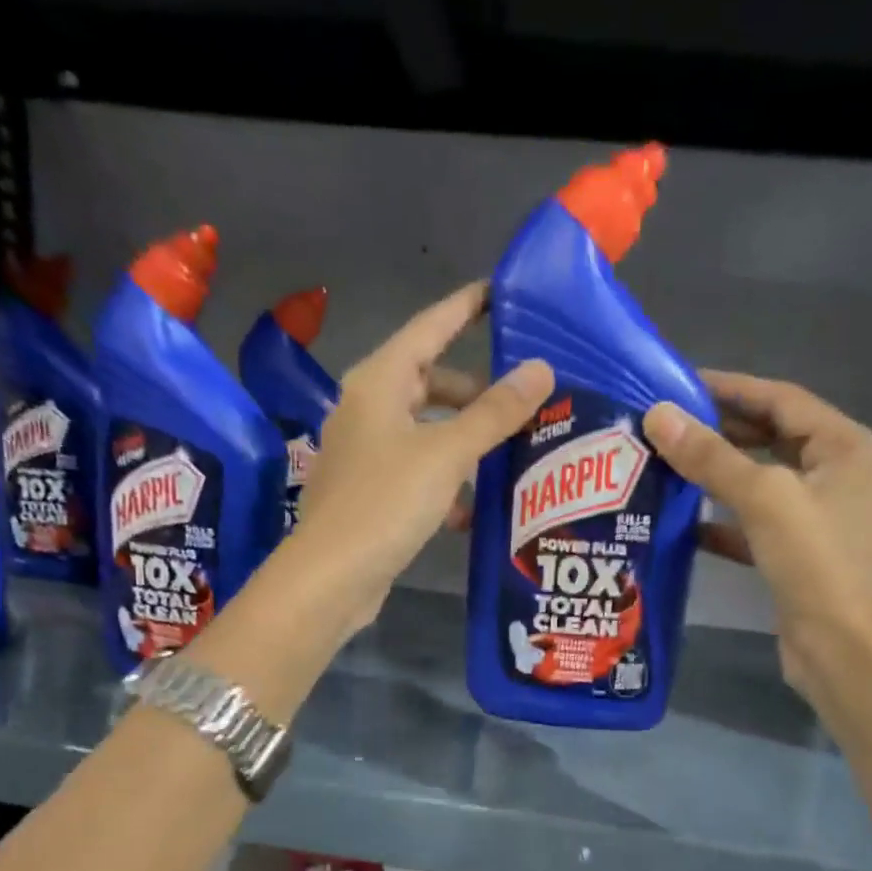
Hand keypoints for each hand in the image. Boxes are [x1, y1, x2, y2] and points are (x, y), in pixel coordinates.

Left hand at [295, 282, 553, 629]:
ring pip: (427, 430)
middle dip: (476, 391)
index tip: (502, 293)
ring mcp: (366, 453)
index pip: (430, 327)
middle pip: (429, 382)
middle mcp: (368, 409)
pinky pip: (419, 471)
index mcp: (378, 382)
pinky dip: (447, 481)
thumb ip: (495, 412)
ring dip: (466, 440)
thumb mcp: (447, 453)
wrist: (331, 577)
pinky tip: (473, 511)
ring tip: (510, 454)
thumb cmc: (385, 502)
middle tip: (522, 400)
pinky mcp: (371, 493)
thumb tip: (540, 368)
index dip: (466, 307)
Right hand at [641, 371, 871, 702]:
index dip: (731, 388)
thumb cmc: (815, 562)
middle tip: (666, 424)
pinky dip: (722, 518)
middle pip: (772, 436)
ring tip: (667, 461)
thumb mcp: (763, 498)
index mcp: (847, 447)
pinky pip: (754, 521)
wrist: (841, 648)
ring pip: (761, 480)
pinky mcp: (798, 551)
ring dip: (717, 472)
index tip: (680, 384)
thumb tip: (657, 415)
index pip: (782, 399)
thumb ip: (710, 456)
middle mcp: (839, 474)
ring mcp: (819, 515)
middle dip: (720, 430)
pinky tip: (683, 520)